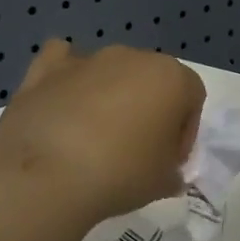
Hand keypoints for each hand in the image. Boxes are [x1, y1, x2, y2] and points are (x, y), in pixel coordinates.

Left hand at [0, 39, 205, 221]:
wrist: (46, 175)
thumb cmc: (121, 174)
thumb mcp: (163, 183)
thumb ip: (172, 172)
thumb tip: (166, 173)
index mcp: (172, 77)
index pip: (192, 98)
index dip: (184, 132)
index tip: (168, 161)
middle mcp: (134, 57)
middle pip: (151, 80)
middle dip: (149, 110)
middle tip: (136, 151)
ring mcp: (89, 58)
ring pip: (110, 71)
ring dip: (111, 96)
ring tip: (95, 138)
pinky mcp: (47, 68)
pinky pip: (64, 63)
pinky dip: (67, 79)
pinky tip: (62, 103)